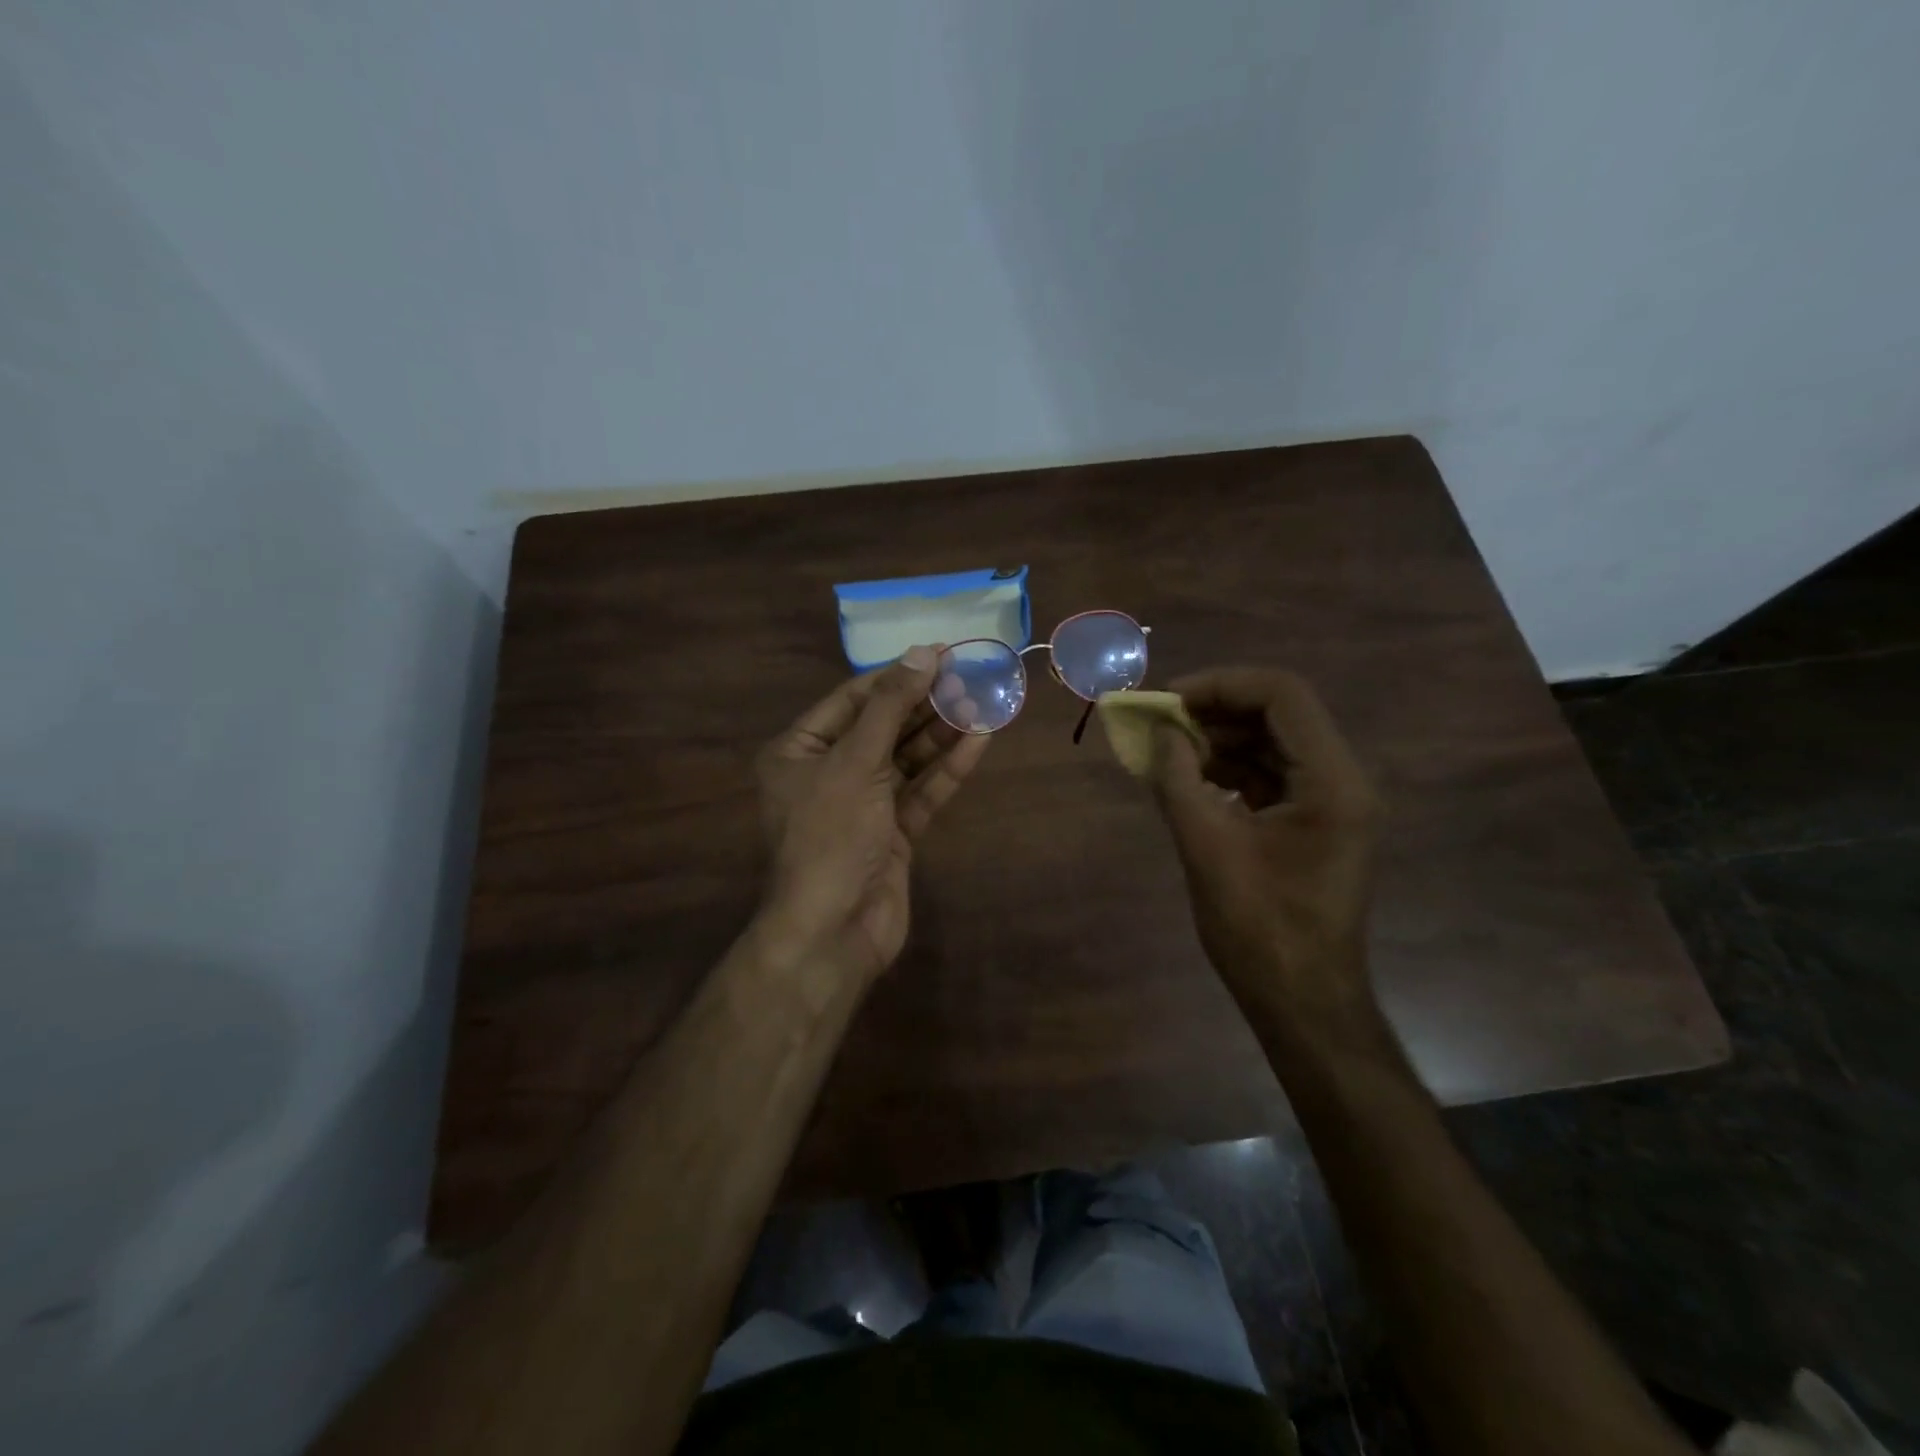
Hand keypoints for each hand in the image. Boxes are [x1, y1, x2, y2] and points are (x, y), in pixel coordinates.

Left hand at [753, 646, 991, 990]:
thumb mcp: (855, 762)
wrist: (833, 931)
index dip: (896, 675)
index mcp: (799, 751)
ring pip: (906, 759)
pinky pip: (922, 791)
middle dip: (925, 703)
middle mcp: (828, 772)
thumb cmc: (831, 836)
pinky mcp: (893, 832)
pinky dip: (948, 768)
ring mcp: (863, 804)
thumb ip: (890, 707)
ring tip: (983, 701)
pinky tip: (979, 740)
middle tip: (970, 675)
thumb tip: (922, 653)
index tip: (939, 654)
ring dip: (942, 732)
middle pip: (883, 726)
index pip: (852, 699)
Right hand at [1148, 667, 1383, 1019]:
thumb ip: (1178, 781)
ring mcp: (1331, 804)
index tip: (1169, 702)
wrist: (1301, 1001)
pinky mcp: (1314, 825)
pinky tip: (1190, 781)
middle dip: (1216, 711)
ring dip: (1220, 740)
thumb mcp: (1206, 848)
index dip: (1221, 685)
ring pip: (1273, 744)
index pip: (1282, 695)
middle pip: (1279, 714)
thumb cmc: (1259, 929)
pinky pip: (1271, 776)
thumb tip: (1159, 735)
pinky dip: (1230, 770)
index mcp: (1331, 782)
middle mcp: (1342, 781)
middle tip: (1161, 725)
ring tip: (1168, 753)